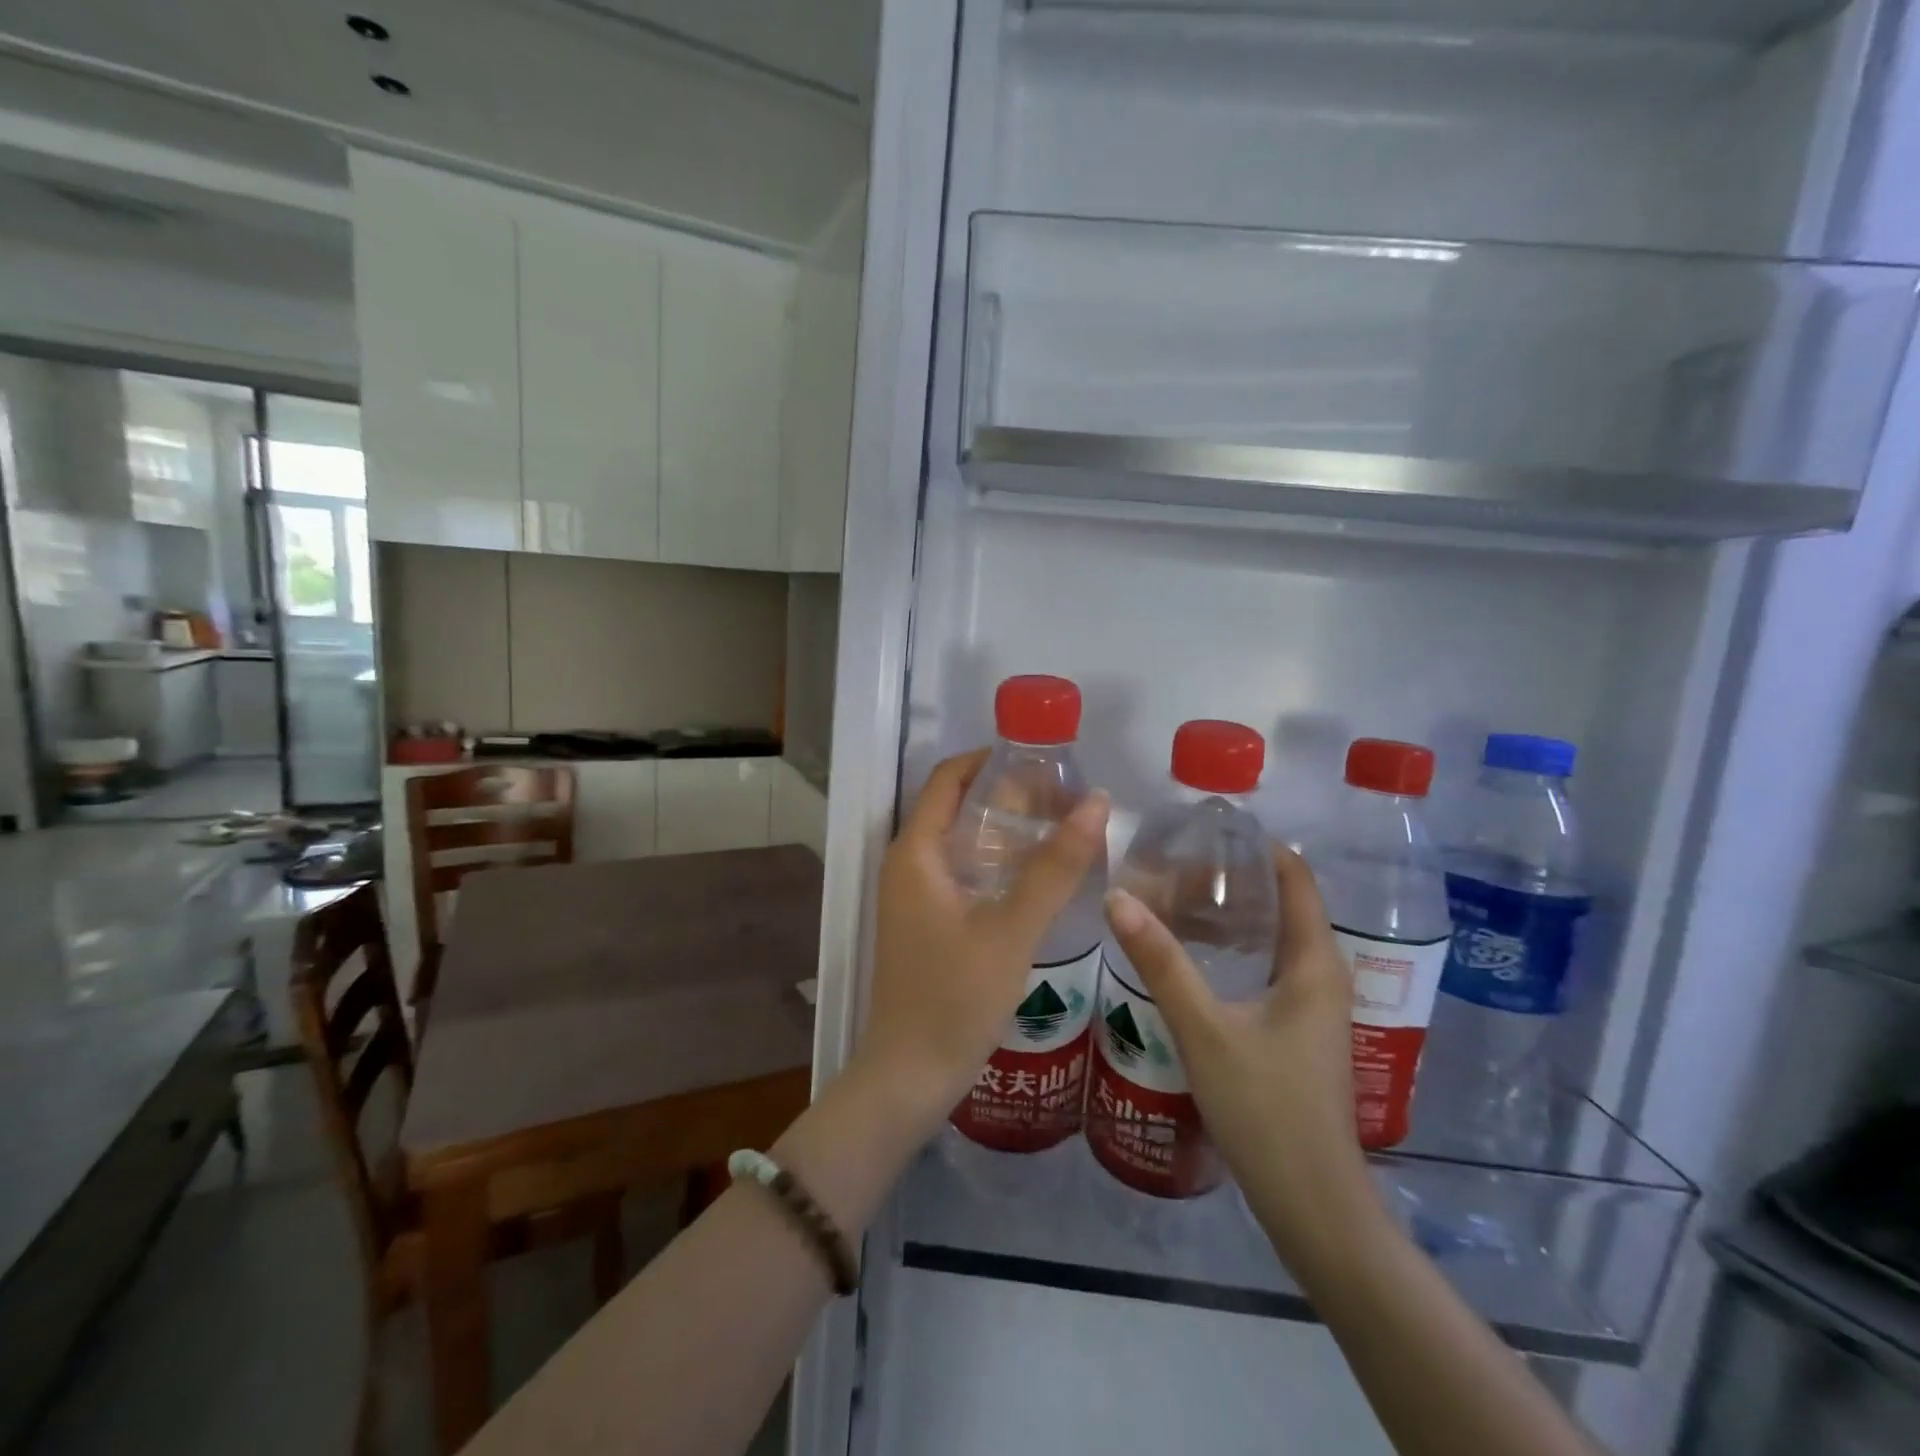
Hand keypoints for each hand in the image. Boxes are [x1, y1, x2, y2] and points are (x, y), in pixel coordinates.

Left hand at [855, 748, 1108, 1142]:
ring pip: (962, 843)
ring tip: (1061, 828)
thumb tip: (1097, 802)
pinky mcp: (927, 923)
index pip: (948, 778)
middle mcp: (908, 865)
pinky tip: (1039, 877)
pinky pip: (963, 874)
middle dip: (1007, 794)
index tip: (1042, 756)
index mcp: (915, 852)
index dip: (990, 758)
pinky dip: (998, 863)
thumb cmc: (954, 997)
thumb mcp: (1011, 929)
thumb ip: (1054, 867)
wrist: (910, 1075)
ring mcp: (915, 897)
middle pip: (956, 806)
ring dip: (1005, 830)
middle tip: (1065, 794)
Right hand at [1104, 846, 1379, 1266]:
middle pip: (1285, 905)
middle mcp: (1323, 976)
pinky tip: (1195, 954)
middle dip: (1236, 878)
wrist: (1310, 1202)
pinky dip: (1236, 947)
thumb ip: (1160, 961)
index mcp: (1315, 964)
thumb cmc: (1265, 1107)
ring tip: (1177, 896)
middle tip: (1177, 862)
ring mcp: (1313, 1008)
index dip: (1260, 847)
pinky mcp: (1298, 1032)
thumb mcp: (1203, 1028)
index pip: (1298, 880)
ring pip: (1275, 939)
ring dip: (1234, 914)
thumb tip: (1118, 897)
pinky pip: (1269, 968)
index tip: (1208, 829)